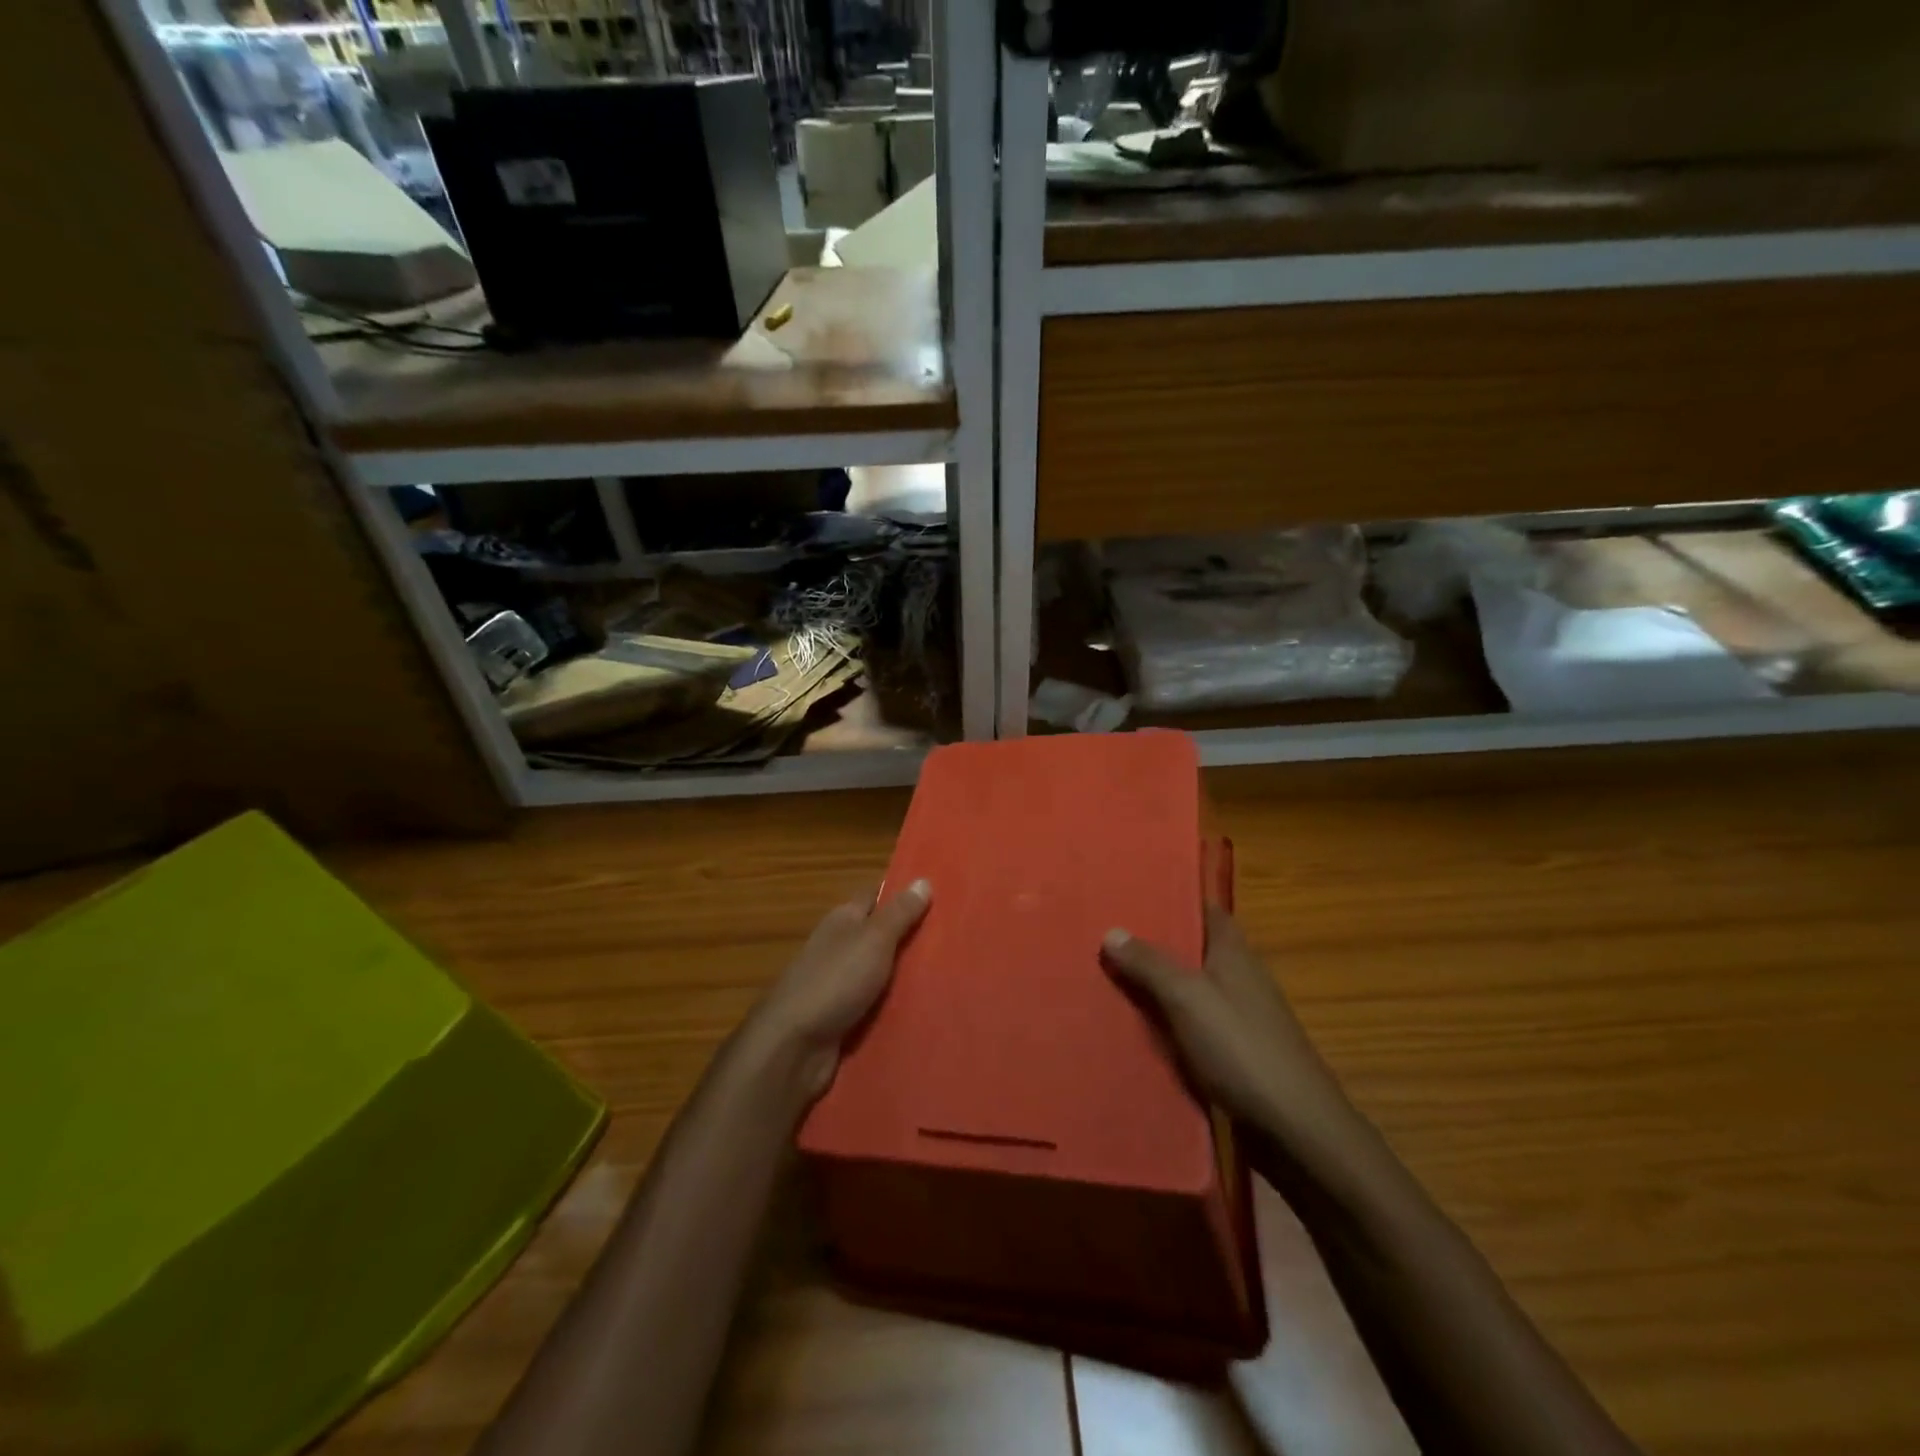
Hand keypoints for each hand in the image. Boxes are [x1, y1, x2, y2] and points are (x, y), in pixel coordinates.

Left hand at [746, 879, 931, 1099]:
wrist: (794, 1047)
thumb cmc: (835, 981)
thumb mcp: (873, 940)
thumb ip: (899, 913)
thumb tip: (923, 879)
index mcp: (843, 920)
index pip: (875, 896)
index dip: (903, 892)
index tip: (940, 892)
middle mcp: (839, 947)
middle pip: (881, 935)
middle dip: (913, 935)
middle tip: (957, 937)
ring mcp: (839, 984)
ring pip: (882, 972)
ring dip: (908, 974)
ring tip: (953, 974)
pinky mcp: (843, 1018)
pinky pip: (877, 1005)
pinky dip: (896, 1005)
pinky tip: (926, 1008)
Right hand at [1102, 905, 1356, 1150]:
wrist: (1296, 1129)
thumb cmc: (1242, 1049)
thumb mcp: (1187, 998)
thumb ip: (1150, 964)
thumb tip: (1112, 930)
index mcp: (1235, 953)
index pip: (1206, 910)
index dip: (1175, 898)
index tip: (1134, 893)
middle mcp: (1241, 977)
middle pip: (1195, 949)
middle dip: (1156, 942)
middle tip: (1105, 935)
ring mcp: (1242, 1016)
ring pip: (1192, 988)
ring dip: (1159, 984)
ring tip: (1109, 977)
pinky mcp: (1238, 1052)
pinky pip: (1195, 1024)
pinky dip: (1169, 1021)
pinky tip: (1138, 1028)